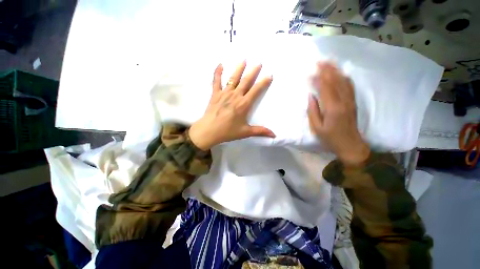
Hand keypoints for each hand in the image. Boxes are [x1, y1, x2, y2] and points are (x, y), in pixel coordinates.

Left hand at [189, 61, 275, 149]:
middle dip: (253, 71)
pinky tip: (220, 64)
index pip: (256, 90)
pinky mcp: (215, 94)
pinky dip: (218, 72)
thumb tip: (274, 135)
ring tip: (243, 59)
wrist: (209, 131)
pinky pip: (216, 81)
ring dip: (239, 68)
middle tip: (258, 62)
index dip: (263, 82)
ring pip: (233, 78)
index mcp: (244, 104)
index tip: (269, 75)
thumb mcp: (245, 132)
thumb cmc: (228, 131)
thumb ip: (260, 131)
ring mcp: (224, 93)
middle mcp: (235, 95)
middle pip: (246, 81)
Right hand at [308, 62, 369, 164]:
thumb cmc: (330, 138)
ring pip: (344, 81)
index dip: (318, 78)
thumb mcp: (316, 127)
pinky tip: (339, 73)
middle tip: (319, 61)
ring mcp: (350, 100)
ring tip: (328, 63)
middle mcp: (344, 101)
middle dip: (327, 70)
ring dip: (336, 70)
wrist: (351, 144)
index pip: (325, 88)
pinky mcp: (353, 102)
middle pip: (335, 81)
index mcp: (333, 108)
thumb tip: (311, 96)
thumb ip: (313, 111)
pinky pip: (349, 86)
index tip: (310, 72)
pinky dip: (343, 77)